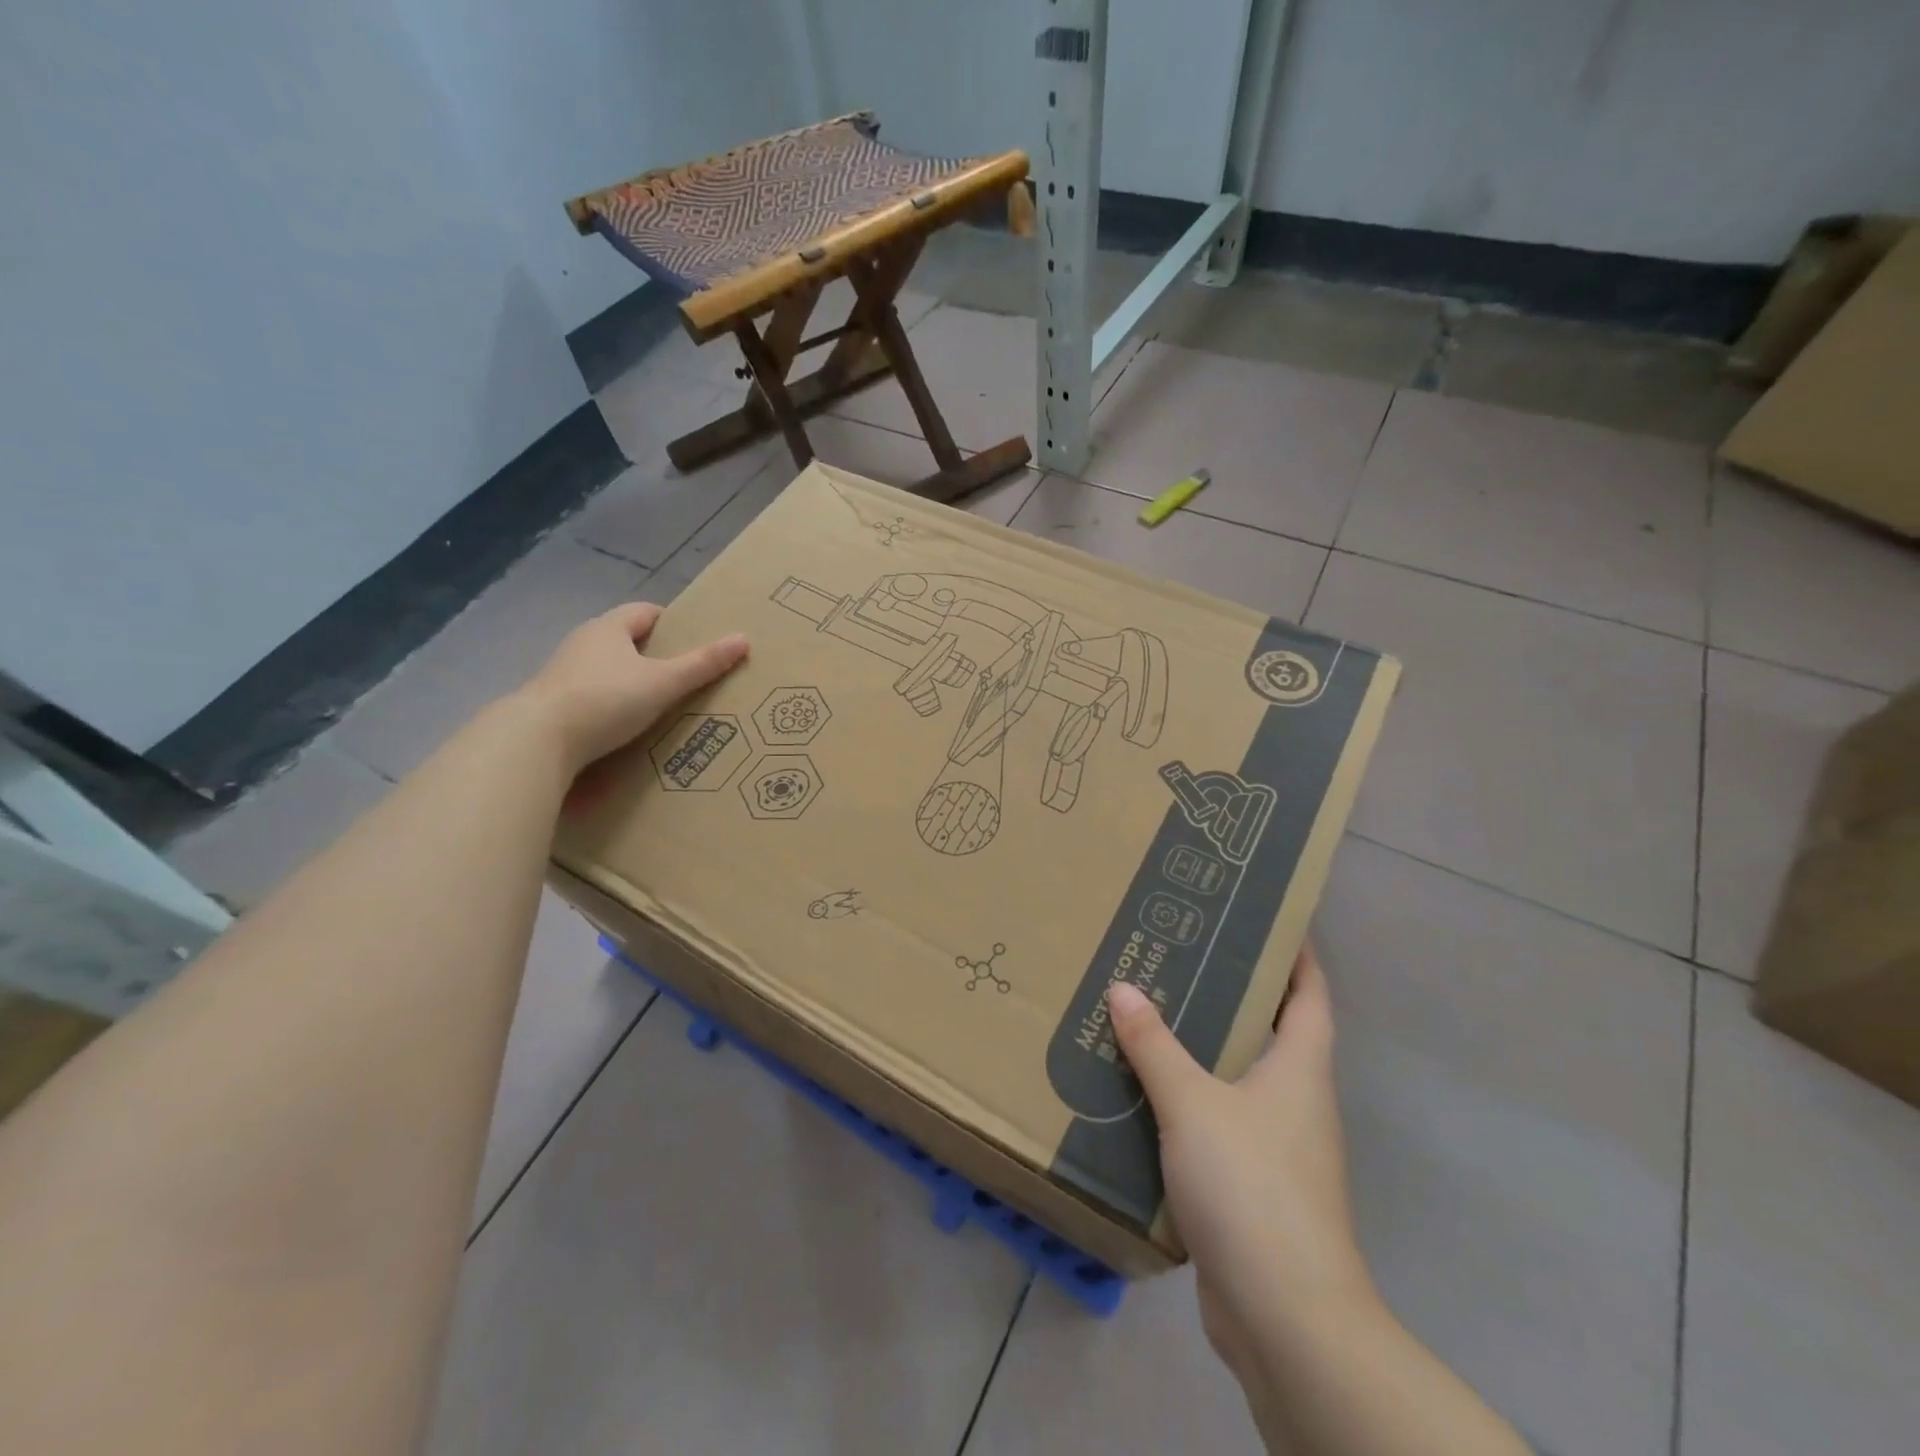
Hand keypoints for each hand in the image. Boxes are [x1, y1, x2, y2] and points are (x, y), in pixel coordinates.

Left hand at [513, 602, 748, 773]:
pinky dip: (610, 705)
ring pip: (606, 670)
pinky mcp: (553, 704)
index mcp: (608, 628)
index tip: (694, 639)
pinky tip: (626, 727)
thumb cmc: (606, 699)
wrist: (537, 740)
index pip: (644, 612)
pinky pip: (591, 697)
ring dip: (629, 682)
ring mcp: (562, 674)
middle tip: (685, 674)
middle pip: (624, 640)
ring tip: (660, 704)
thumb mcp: (663, 682)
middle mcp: (582, 644)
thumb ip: (703, 664)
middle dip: (653, 654)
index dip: (671, 622)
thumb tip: (743, 639)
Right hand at [1107, 945, 1371, 1382]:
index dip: (1297, 953)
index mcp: (1300, 1069)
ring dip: (1203, 1049)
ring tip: (1151, 1013)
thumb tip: (1123, 990)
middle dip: (1233, 993)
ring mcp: (1277, 1148)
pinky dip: (1187, 1101)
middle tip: (1180, 955)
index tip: (1268, 916)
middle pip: (1271, 1031)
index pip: (1310, 993)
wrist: (1284, 1316)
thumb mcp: (1193, 1103)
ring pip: (1239, 1079)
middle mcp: (1297, 1102)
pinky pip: (1217, 1123)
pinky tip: (1143, 1092)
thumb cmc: (1251, 1186)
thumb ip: (1155, 1046)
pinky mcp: (1251, 1187)